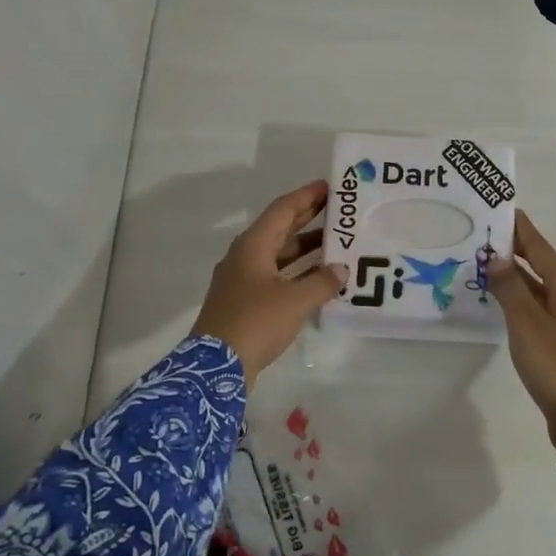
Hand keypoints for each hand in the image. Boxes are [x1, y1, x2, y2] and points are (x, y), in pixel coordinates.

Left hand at [192, 181, 346, 387]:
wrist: (215, 368)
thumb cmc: (255, 323)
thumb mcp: (295, 301)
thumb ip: (322, 282)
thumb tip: (340, 269)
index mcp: (253, 246)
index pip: (282, 210)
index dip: (306, 196)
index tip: (329, 186)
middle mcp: (246, 257)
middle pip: (280, 229)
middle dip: (308, 218)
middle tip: (338, 210)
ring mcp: (243, 280)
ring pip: (279, 255)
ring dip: (306, 248)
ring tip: (337, 243)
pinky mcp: (246, 302)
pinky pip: (277, 276)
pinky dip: (298, 273)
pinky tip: (320, 279)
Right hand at [488, 211, 555, 461]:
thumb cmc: (555, 364)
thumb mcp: (525, 323)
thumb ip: (510, 288)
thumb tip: (498, 258)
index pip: (540, 247)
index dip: (522, 230)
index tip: (505, 211)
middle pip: (545, 264)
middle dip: (520, 251)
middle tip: (490, 238)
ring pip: (546, 288)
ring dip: (522, 276)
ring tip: (494, 267)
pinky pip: (547, 307)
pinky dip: (528, 299)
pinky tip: (511, 305)